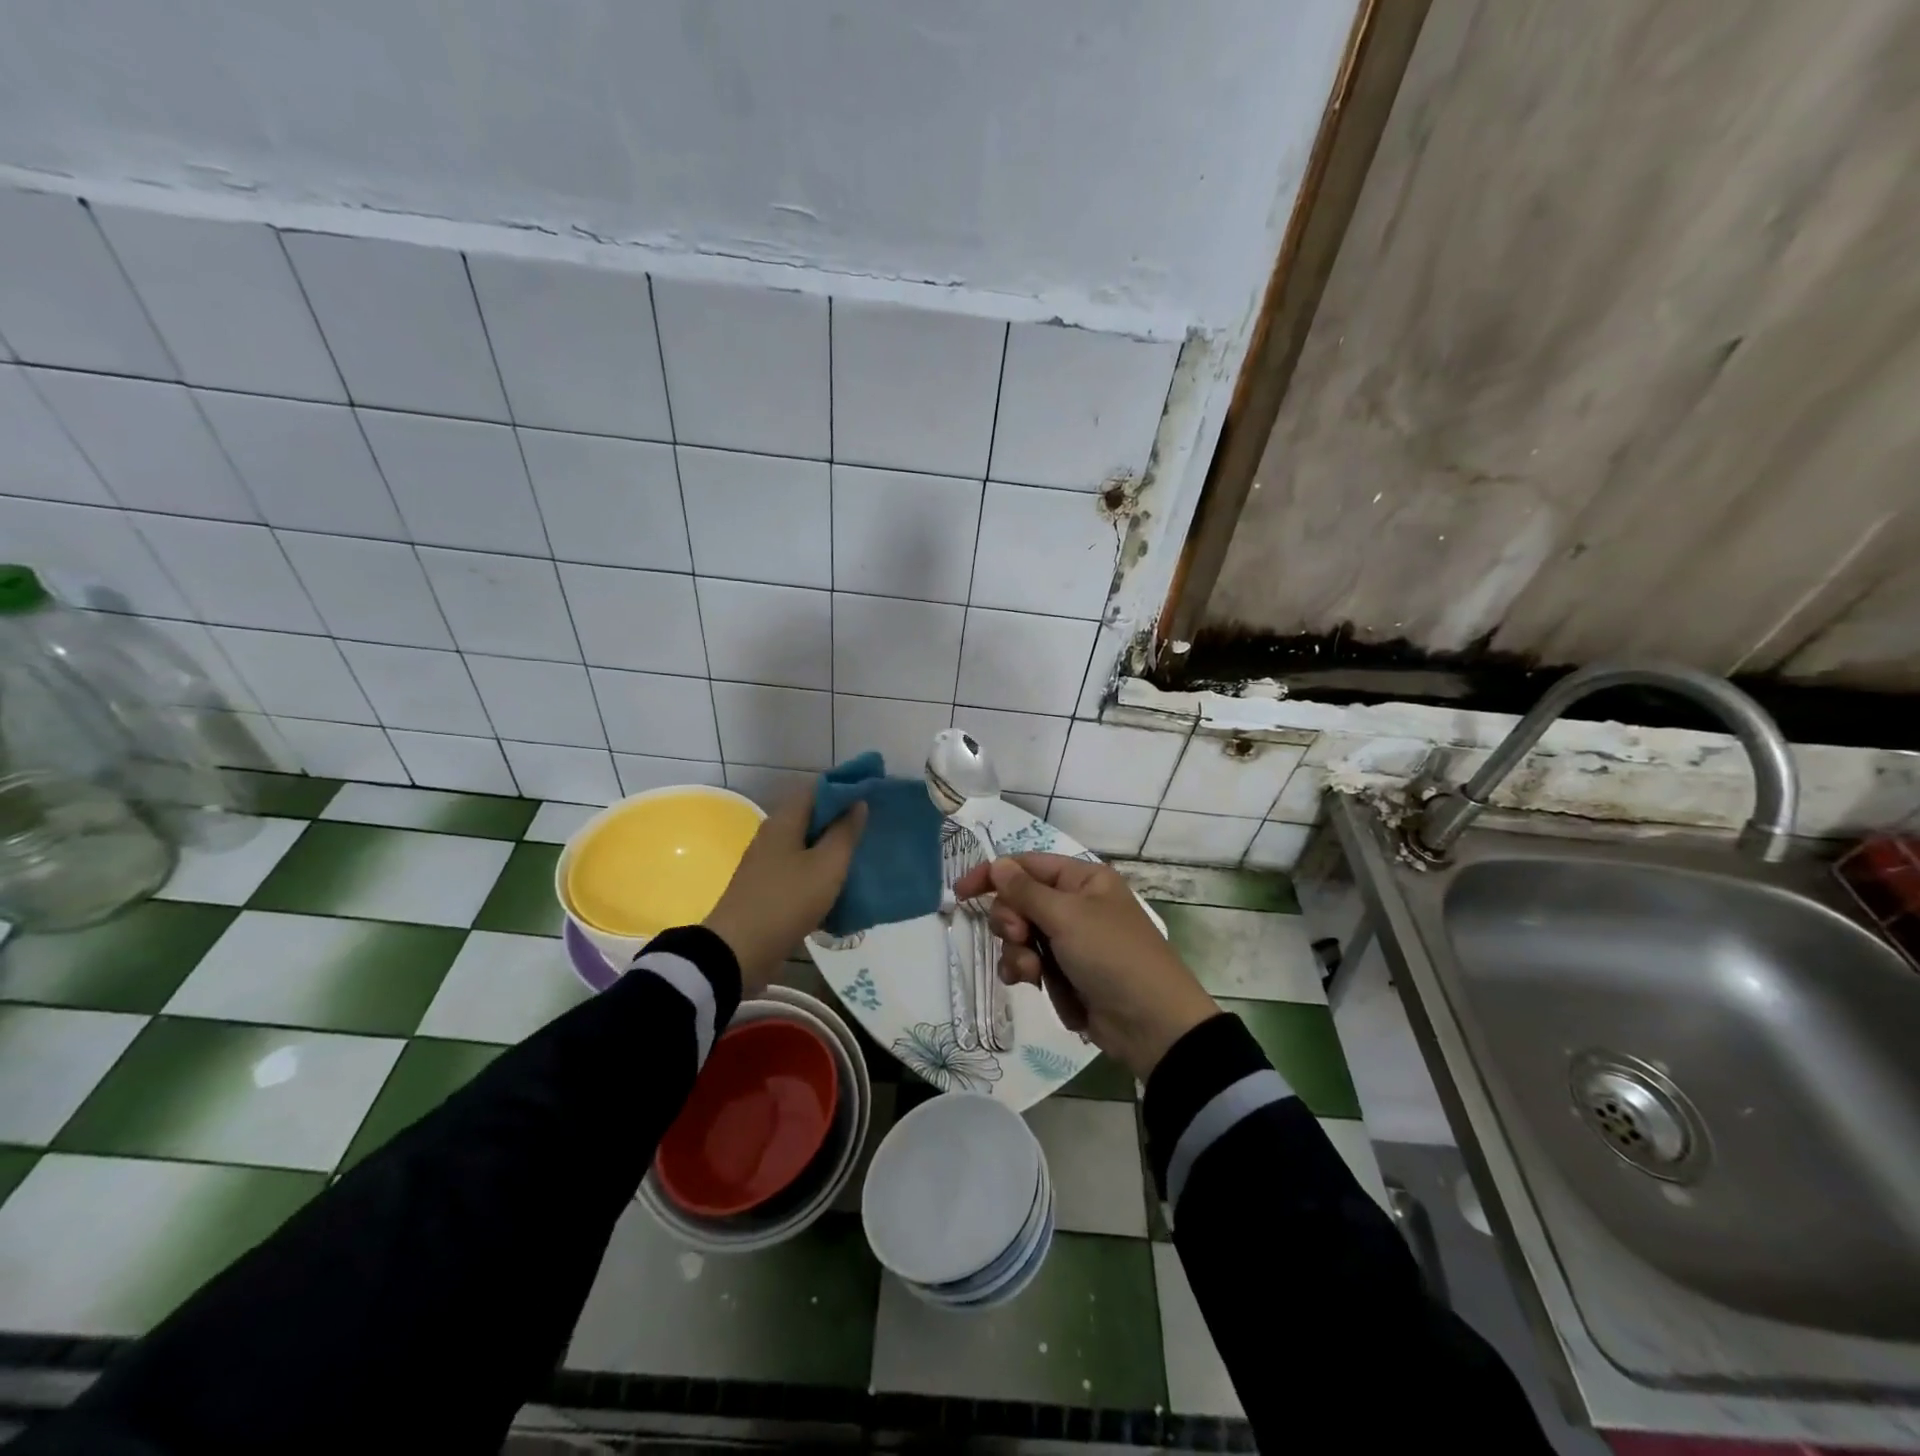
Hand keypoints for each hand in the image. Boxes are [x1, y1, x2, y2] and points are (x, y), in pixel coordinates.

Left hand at [703, 791, 866, 996]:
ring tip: (866, 855)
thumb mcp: (826, 866)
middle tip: (876, 826)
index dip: (846, 787)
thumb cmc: (786, 901)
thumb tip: (858, 803)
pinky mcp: (769, 890)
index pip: (817, 789)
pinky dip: (822, 874)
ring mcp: (768, 864)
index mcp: (784, 822)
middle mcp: (773, 836)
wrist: (738, 953)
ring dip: (834, 849)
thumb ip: (845, 833)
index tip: (874, 793)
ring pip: (808, 847)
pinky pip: (802, 872)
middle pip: (813, 817)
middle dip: (843, 820)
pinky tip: (844, 886)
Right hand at [952, 853, 1217, 1080]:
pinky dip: (1026, 972)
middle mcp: (1075, 905)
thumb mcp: (1067, 917)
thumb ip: (1026, 891)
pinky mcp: (1065, 973)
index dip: (993, 875)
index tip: (960, 893)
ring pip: (1020, 936)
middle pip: (1019, 902)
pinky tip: (1032, 984)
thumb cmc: (1113, 956)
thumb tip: (998, 864)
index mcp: (1083, 880)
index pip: (1027, 866)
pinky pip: (1030, 963)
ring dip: (1018, 953)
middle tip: (1021, 938)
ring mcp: (1070, 941)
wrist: (1151, 1025)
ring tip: (1034, 973)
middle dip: (1012, 922)